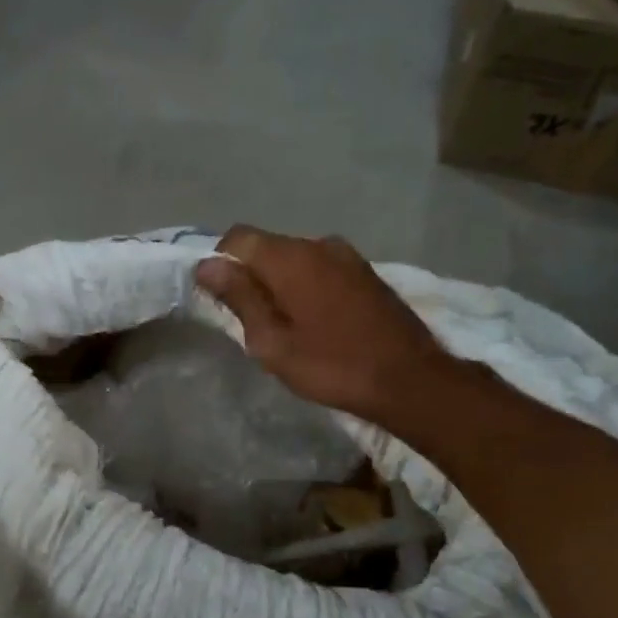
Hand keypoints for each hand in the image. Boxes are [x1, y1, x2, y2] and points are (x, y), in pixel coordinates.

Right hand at [196, 226, 455, 426]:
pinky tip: (314, 322)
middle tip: (250, 322)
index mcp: (291, 258)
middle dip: (250, 276)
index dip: (219, 262)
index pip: (238, 238)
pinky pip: (320, 269)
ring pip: (295, 259)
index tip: (220, 299)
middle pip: (267, 247)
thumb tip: (207, 265)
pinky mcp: (366, 272)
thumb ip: (239, 298)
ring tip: (284, 326)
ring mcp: (347, 256)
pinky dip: (305, 287)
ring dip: (280, 283)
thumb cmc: (332, 366)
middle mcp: (319, 244)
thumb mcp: (272, 341)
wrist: (410, 380)